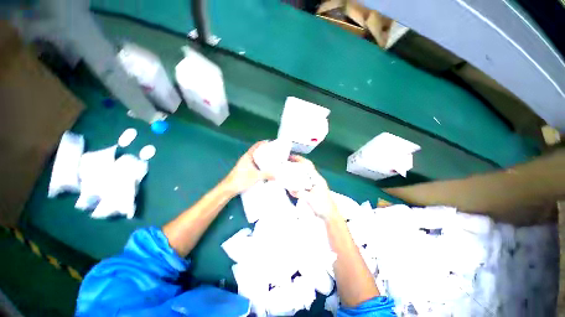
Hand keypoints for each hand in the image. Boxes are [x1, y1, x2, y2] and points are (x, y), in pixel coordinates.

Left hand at [223, 141, 273, 194]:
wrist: (229, 188)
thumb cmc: (240, 179)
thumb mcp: (256, 176)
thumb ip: (266, 175)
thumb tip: (276, 175)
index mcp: (247, 156)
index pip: (255, 146)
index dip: (262, 143)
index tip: (269, 142)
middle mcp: (246, 159)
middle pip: (256, 152)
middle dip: (263, 152)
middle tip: (272, 152)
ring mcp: (244, 165)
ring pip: (254, 159)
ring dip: (261, 160)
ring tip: (269, 161)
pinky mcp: (244, 171)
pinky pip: (254, 165)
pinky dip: (259, 166)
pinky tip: (263, 170)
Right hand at [288, 155, 338, 219]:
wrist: (330, 216)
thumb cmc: (322, 206)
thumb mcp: (310, 199)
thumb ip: (300, 193)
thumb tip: (290, 189)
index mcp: (317, 179)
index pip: (308, 165)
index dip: (300, 159)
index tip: (291, 157)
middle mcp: (316, 179)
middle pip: (306, 168)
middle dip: (297, 164)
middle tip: (286, 163)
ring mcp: (315, 184)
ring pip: (305, 174)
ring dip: (297, 170)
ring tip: (288, 170)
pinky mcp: (313, 189)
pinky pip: (304, 180)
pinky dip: (298, 178)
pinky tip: (293, 181)